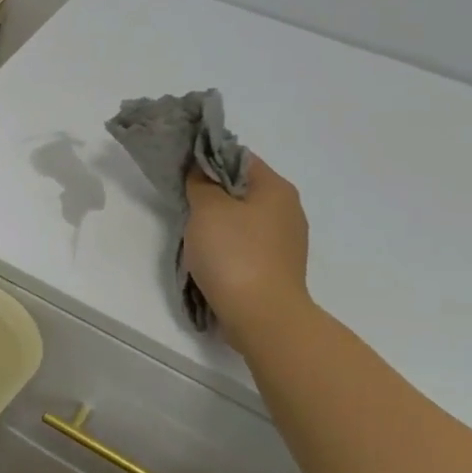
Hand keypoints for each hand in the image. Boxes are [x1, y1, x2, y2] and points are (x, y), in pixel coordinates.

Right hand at [182, 156, 311, 348]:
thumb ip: (201, 183)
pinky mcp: (279, 266)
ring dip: (220, 223)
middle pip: (243, 189)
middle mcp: (289, 209)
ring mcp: (287, 241)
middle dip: (213, 194)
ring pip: (245, 219)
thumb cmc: (234, 254)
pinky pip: (248, 244)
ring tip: (194, 236)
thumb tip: (201, 171)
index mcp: (276, 188)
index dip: (208, 160)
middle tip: (185, 205)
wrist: (262, 315)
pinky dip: (229, 246)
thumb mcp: (207, 209)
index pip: (239, 158)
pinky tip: (212, 259)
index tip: (182, 173)